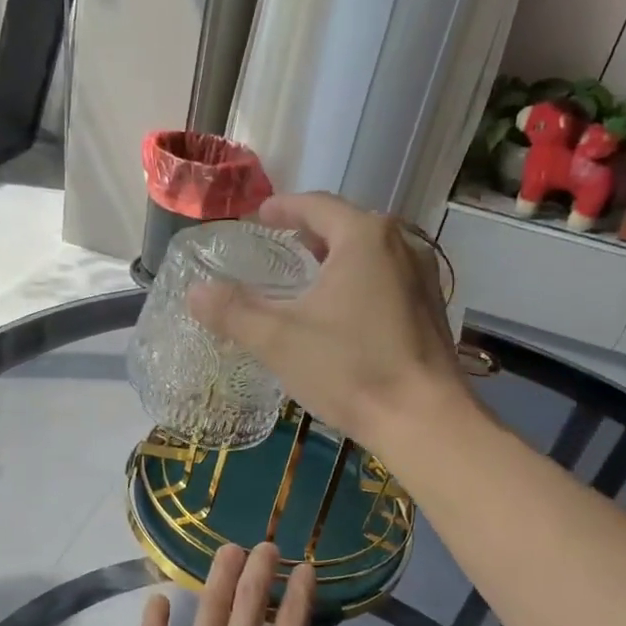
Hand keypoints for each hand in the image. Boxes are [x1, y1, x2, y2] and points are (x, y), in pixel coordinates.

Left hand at [112, 544, 355, 625]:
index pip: (294, 623)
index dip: (300, 590)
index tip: (303, 567)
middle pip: (249, 602)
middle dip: (260, 568)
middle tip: (265, 544)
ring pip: (207, 607)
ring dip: (219, 575)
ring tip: (228, 549)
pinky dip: (154, 616)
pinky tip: (156, 599)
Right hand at [188, 192, 469, 449]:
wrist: (423, 419)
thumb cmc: (350, 369)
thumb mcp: (279, 340)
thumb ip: (233, 311)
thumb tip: (194, 291)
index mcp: (364, 237)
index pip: (315, 206)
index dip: (282, 208)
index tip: (259, 216)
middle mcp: (400, 244)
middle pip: (346, 225)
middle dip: (311, 233)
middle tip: (280, 247)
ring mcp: (422, 277)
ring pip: (370, 254)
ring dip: (336, 258)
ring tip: (308, 278)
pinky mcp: (431, 309)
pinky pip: (387, 279)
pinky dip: (359, 282)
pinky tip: (343, 312)